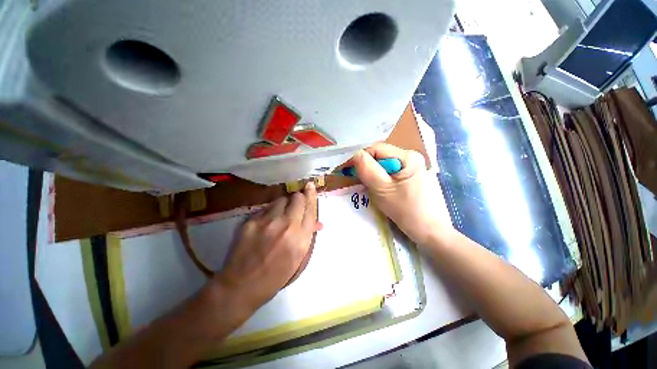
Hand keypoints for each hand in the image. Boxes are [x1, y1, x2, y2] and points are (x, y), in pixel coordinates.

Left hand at [216, 182, 320, 311]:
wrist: (242, 286)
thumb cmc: (275, 276)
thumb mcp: (298, 259)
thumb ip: (308, 236)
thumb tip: (318, 222)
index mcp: (301, 238)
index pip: (310, 209)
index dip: (311, 195)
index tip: (310, 185)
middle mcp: (287, 226)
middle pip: (297, 198)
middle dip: (297, 198)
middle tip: (294, 204)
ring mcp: (268, 222)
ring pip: (280, 199)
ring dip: (283, 204)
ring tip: (279, 214)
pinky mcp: (251, 221)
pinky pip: (265, 208)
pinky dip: (269, 211)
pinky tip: (265, 223)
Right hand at [352, 143, 450, 244]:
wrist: (430, 232)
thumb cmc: (407, 211)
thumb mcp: (382, 189)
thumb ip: (366, 169)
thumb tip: (354, 155)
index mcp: (407, 156)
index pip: (376, 149)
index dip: (360, 157)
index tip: (347, 170)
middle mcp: (410, 157)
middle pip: (379, 156)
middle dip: (366, 167)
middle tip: (357, 181)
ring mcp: (411, 168)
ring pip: (382, 166)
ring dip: (371, 175)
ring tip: (368, 187)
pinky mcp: (409, 178)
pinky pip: (388, 173)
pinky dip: (379, 180)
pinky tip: (378, 190)